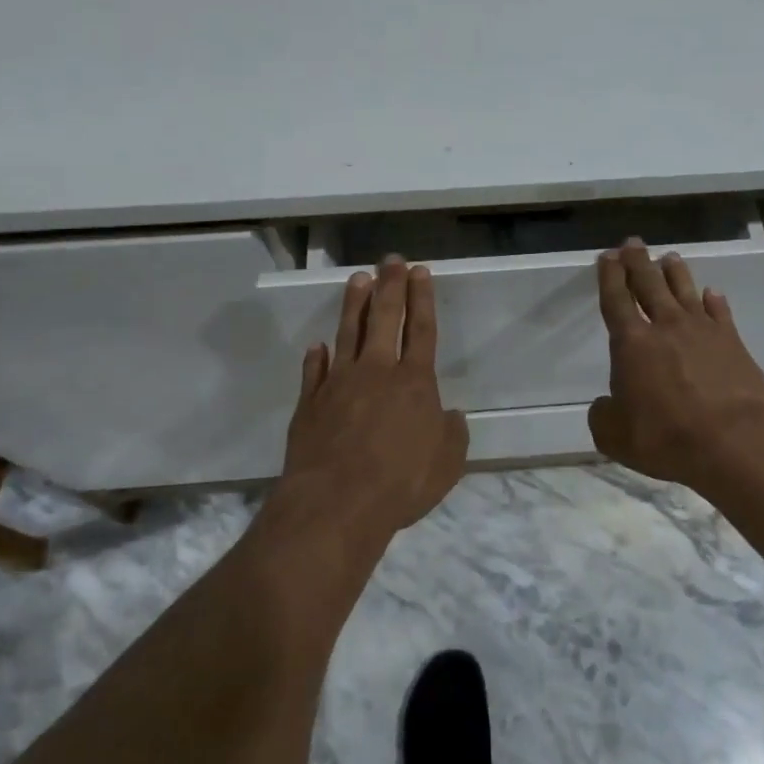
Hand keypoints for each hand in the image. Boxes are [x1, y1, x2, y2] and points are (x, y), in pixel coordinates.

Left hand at [272, 258, 469, 553]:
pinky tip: (319, 346)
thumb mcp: (447, 464)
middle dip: (390, 286)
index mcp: (414, 382)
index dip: (422, 298)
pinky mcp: (311, 402)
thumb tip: (450, 415)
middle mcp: (377, 372)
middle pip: (384, 319)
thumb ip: (452, 434)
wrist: (336, 503)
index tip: (419, 271)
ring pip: (348, 333)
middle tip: (390, 260)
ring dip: (354, 305)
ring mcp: (340, 383)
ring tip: (358, 279)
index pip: (421, 329)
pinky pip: (315, 371)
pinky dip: (318, 357)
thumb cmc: (401, 483)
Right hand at [589, 240, 763, 492]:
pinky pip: (720, 312)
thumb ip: (603, 415)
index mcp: (632, 343)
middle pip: (649, 285)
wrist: (734, 441)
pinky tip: (711, 293)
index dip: (609, 277)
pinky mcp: (732, 342)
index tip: (607, 256)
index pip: (616, 300)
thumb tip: (605, 405)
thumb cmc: (666, 436)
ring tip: (669, 258)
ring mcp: (702, 331)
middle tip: (633, 243)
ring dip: (674, 273)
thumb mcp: (615, 436)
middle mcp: (665, 327)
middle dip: (638, 262)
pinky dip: (714, 300)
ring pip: (684, 291)